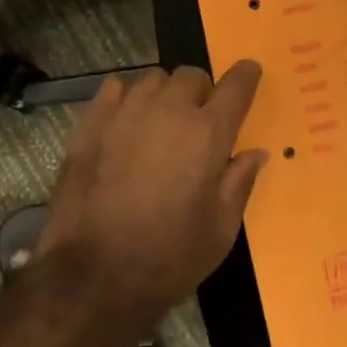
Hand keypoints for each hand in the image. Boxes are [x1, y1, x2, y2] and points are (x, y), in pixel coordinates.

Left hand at [37, 63, 268, 323]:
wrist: (94, 274)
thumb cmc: (168, 258)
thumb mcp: (220, 231)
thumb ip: (239, 183)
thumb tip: (255, 152)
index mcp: (207, 134)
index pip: (235, 87)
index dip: (245, 76)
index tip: (250, 71)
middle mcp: (168, 111)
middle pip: (191, 76)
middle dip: (201, 91)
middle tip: (199, 120)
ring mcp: (125, 112)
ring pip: (153, 79)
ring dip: (164, 93)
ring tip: (161, 120)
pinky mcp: (91, 122)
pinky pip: (114, 88)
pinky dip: (126, 96)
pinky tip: (126, 119)